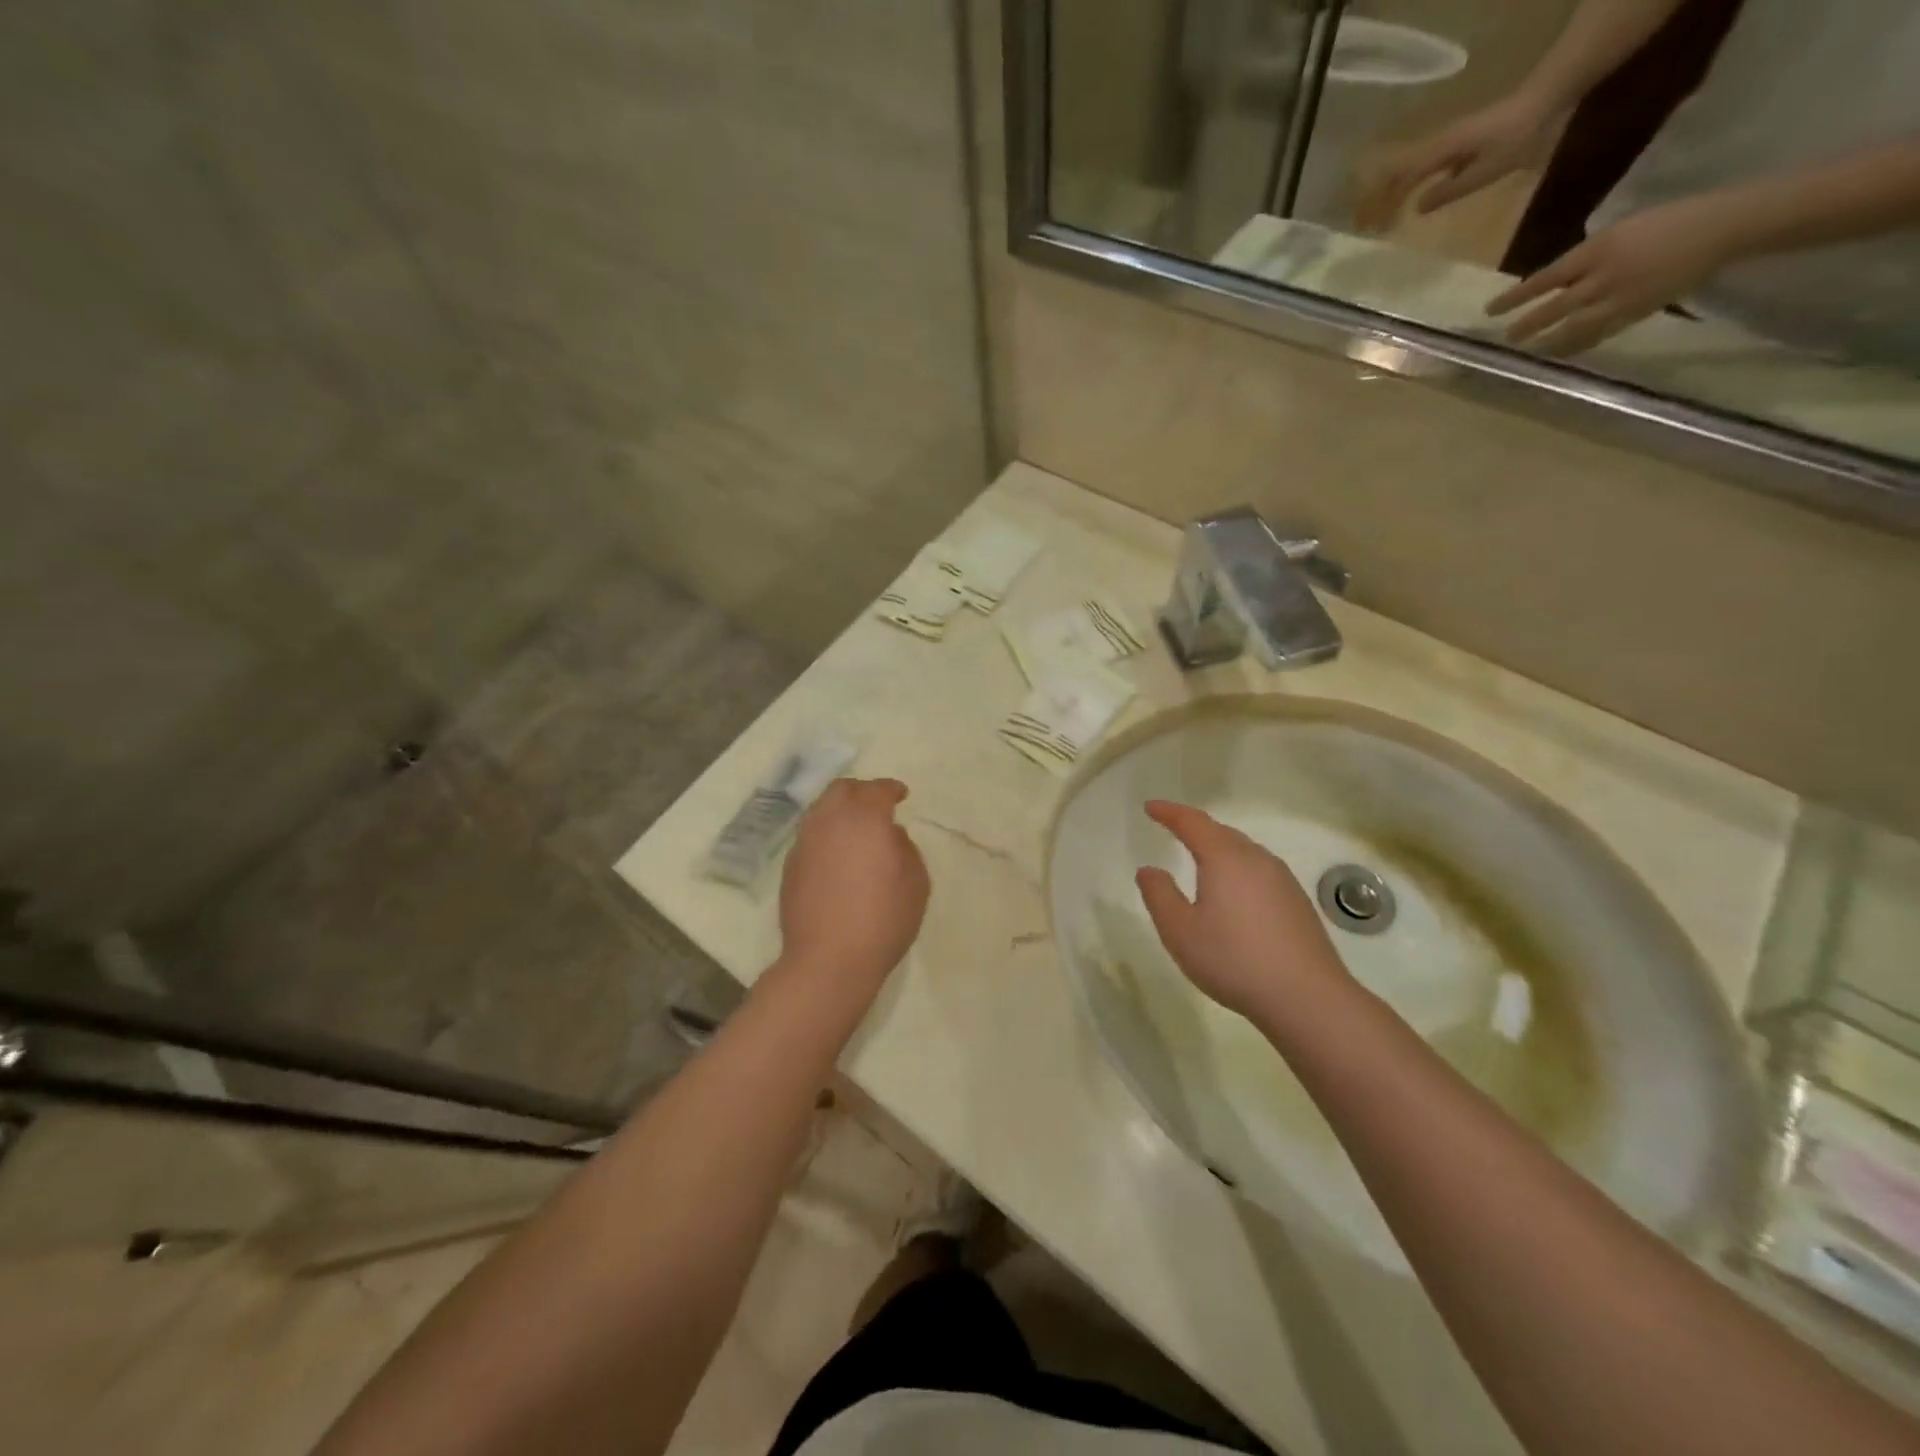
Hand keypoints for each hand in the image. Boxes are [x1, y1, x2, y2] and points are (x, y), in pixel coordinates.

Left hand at [779, 777, 928, 988]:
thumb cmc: (882, 920)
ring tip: (856, 831)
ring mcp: (804, 843)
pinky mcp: (790, 866)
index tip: (902, 795)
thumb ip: (906, 849)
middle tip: (877, 806)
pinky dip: (826, 834)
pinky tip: (838, 855)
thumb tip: (891, 836)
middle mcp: (829, 822)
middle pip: (841, 790)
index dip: (891, 789)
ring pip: (821, 810)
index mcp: (864, 819)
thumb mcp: (916, 883)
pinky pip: (811, 835)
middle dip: (861, 791)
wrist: (828, 961)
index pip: (877, 790)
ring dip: (840, 811)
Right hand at [1134, 801, 1349, 1021]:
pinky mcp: (1297, 902)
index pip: (1192, 823)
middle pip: (1221, 832)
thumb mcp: (1180, 931)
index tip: (1150, 807)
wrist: (1307, 997)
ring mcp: (1282, 880)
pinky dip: (1238, 868)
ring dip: (1219, 847)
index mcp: (1225, 859)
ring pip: (1244, 851)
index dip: (1169, 812)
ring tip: (1200, 858)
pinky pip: (1259, 870)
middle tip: (1173, 827)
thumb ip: (1159, 895)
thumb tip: (1149, 870)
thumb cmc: (1233, 959)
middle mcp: (1256, 860)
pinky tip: (1234, 892)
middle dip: (1195, 827)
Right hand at [1355, 92, 1564, 232]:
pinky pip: (1421, 169)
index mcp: (1441, 152)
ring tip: (1381, 219)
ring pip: (1407, 171)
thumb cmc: (1518, 136)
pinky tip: (1408, 203)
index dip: (1384, 204)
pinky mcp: (1454, 145)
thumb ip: (1451, 189)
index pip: (1401, 180)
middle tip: (1367, 227)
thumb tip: (1417, 207)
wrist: (1546, 98)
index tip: (1371, 229)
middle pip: (1398, 174)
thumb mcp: (1487, 169)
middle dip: (1380, 200)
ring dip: (1392, 195)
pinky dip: (1408, 187)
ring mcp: (1446, 144)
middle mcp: (1438, 145)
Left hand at [1486, 195, 1740, 354]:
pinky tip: (1560, 355)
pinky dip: (1576, 346)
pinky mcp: (1636, 313)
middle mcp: (1604, 276)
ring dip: (1547, 343)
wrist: (1723, 227)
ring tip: (1528, 353)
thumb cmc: (1669, 221)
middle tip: (1505, 339)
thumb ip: (1586, 258)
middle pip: (1554, 308)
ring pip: (1573, 329)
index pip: (1546, 278)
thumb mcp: (1621, 230)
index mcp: (1599, 249)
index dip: (1515, 297)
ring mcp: (1620, 298)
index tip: (1490, 310)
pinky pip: (1598, 335)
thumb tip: (1555, 281)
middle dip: (1527, 326)